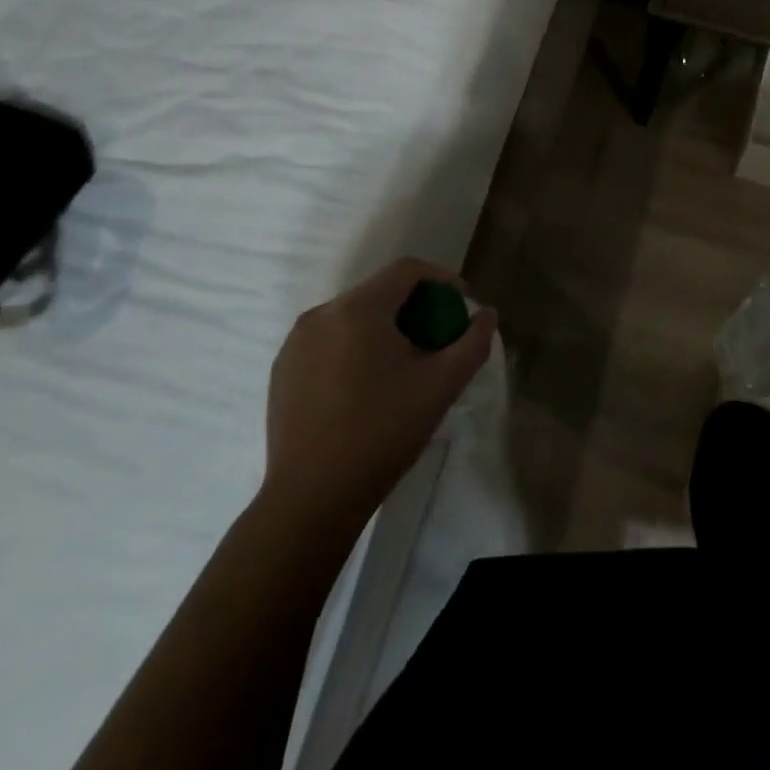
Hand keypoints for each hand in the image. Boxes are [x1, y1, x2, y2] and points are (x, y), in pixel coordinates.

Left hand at [263, 257, 495, 523]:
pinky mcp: (282, 370)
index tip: (461, 305)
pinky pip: (328, 342)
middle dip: (414, 308)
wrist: (312, 499)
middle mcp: (321, 313)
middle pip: (379, 292)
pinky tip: (365, 388)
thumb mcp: (442, 385)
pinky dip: (354, 349)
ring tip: (402, 366)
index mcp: (358, 309)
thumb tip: (486, 314)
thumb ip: (473, 342)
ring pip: (352, 317)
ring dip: (383, 328)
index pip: (407, 270)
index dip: (441, 279)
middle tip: (436, 340)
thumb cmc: (383, 433)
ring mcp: (296, 342)